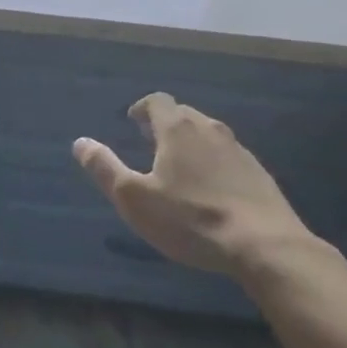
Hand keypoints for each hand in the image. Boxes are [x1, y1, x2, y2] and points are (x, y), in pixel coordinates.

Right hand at [73, 92, 315, 278]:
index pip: (157, 101)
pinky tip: (213, 189)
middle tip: (152, 143)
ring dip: (191, 143)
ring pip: (208, 134)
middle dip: (165, 124)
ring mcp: (238, 150)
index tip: (133, 122)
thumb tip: (80, 143)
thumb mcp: (135, 199)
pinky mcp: (259, 173)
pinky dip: (215, 163)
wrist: (265, 246)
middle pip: (183, 114)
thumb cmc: (191, 220)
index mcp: (177, 129)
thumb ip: (105, 168)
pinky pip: (229, 157)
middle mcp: (208, 128)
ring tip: (181, 166)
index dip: (142, 108)